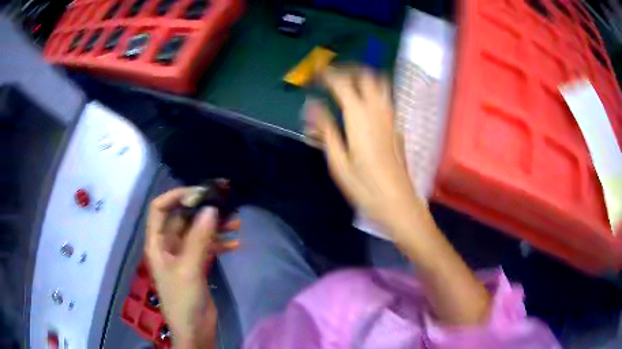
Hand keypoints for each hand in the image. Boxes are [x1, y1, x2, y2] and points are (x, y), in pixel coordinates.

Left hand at [145, 187, 238, 348]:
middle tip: (225, 204)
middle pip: (182, 219)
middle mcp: (169, 245)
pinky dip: (220, 243)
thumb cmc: (184, 301)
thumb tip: (210, 209)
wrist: (195, 330)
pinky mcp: (197, 265)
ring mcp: (183, 256)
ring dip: (215, 226)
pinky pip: (207, 247)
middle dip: (202, 210)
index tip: (200, 193)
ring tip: (236, 224)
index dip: (176, 196)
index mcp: (157, 243)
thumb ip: (198, 239)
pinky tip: (236, 243)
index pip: (159, 209)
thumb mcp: (189, 269)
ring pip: (197, 232)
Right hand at [309, 67, 423, 231]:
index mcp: (359, 118)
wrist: (399, 203)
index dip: (328, 74)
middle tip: (332, 75)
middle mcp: (378, 111)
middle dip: (348, 69)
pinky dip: (373, 90)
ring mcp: (391, 117)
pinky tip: (364, 104)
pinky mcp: (397, 126)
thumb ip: (325, 130)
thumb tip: (312, 106)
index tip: (316, 73)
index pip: (343, 83)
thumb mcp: (338, 162)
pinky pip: (386, 98)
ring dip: (363, 77)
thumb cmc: (365, 187)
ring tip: (348, 84)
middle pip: (367, 75)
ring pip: (381, 83)